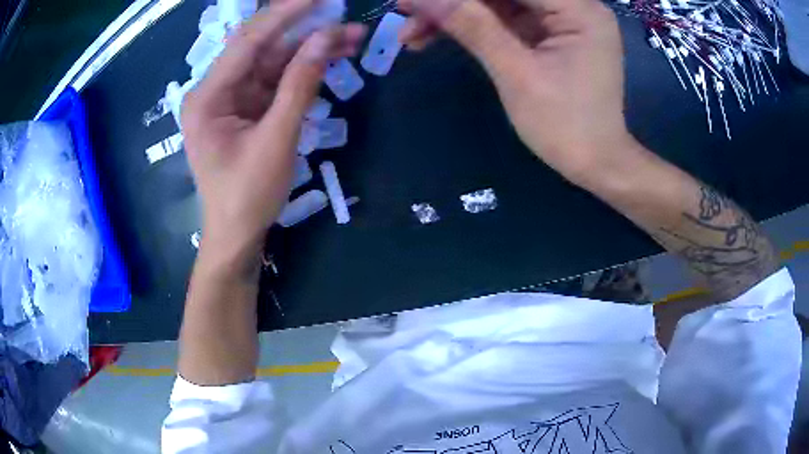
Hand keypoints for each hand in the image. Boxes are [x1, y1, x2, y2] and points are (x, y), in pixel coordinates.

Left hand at [182, 0, 364, 258]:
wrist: (237, 235)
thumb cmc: (248, 195)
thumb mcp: (277, 139)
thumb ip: (300, 85)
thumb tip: (326, 38)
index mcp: (208, 97)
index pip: (249, 40)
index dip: (286, 13)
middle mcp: (215, 90)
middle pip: (261, 46)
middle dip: (303, 29)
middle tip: (341, 13)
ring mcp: (231, 98)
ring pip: (272, 60)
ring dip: (309, 49)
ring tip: (351, 38)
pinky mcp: (245, 108)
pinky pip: (275, 79)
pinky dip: (302, 70)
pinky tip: (330, 59)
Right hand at [399, 0, 632, 183]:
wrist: (595, 164)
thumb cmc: (565, 125)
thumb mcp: (516, 73)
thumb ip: (473, 26)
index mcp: (579, 9)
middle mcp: (574, 5)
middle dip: (454, 2)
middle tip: (406, 9)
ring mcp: (560, 19)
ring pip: (498, 3)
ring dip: (455, 14)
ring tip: (412, 32)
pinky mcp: (547, 34)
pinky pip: (504, 19)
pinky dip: (471, 26)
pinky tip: (436, 35)